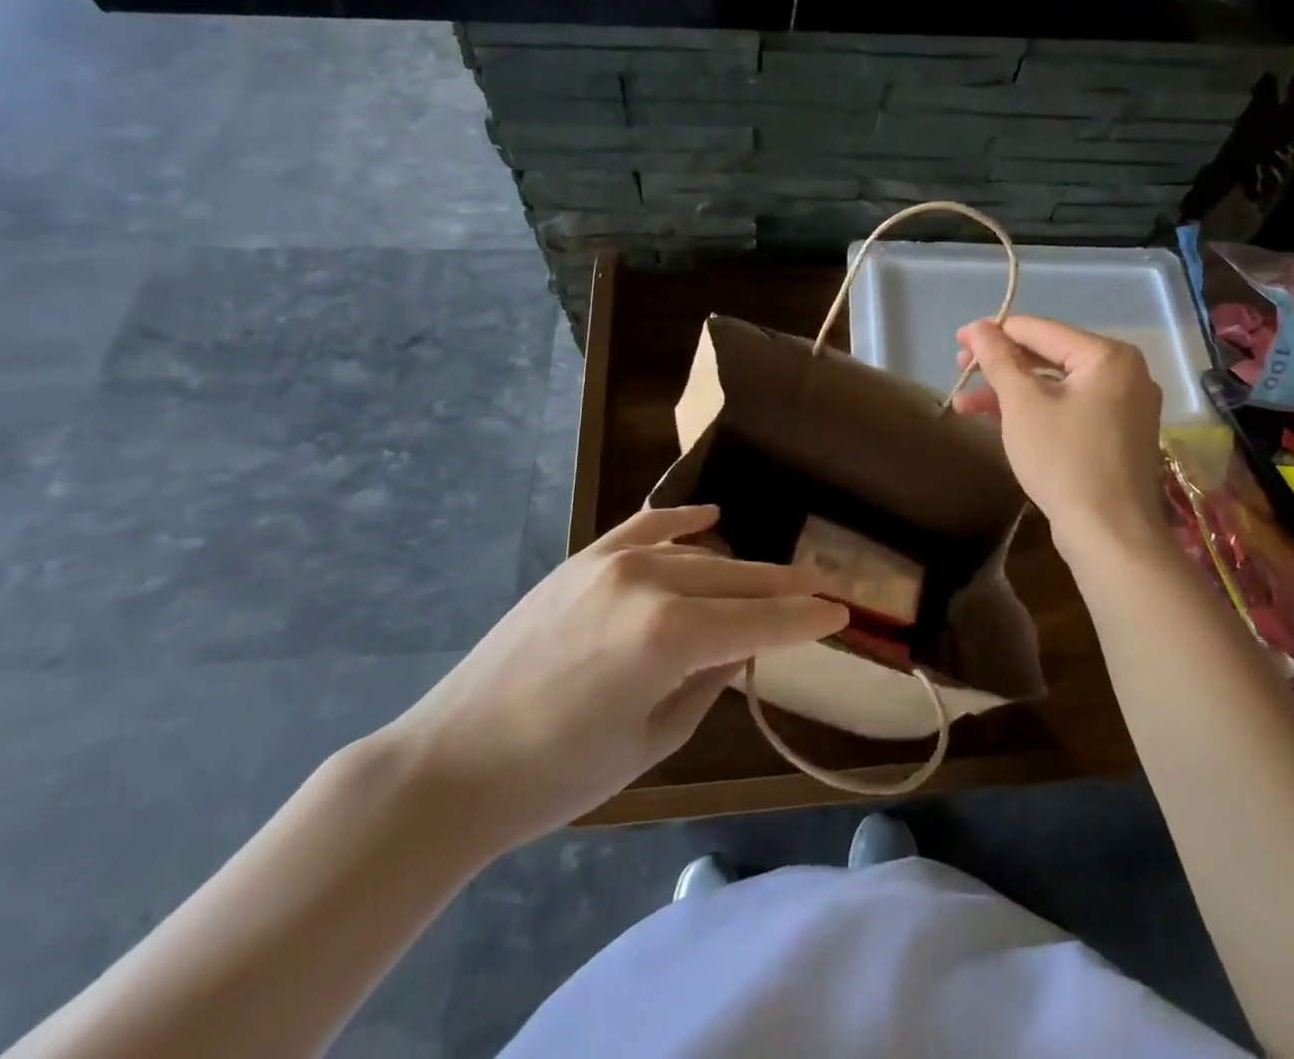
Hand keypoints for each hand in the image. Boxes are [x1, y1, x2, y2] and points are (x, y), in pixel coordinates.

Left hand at [382, 505, 846, 850]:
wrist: (452, 764)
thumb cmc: (559, 775)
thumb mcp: (654, 740)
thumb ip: (708, 682)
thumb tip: (738, 649)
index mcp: (671, 636)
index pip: (761, 621)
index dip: (806, 619)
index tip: (841, 613)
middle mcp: (649, 583)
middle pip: (737, 579)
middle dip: (783, 586)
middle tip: (821, 587)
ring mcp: (611, 564)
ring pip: (698, 555)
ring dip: (739, 567)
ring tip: (772, 576)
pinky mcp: (581, 561)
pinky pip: (644, 529)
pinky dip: (681, 521)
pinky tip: (710, 517)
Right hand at [952, 316, 1165, 559]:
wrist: (1110, 534)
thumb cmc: (1064, 459)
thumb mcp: (1022, 403)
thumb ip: (998, 359)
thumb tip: (978, 327)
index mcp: (1108, 356)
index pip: (1040, 330)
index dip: (994, 333)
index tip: (957, 342)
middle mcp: (1124, 373)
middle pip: (1049, 356)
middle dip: (1000, 366)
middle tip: (959, 370)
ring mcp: (1124, 407)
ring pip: (1055, 386)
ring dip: (1010, 392)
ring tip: (964, 404)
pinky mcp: (1116, 436)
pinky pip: (1068, 409)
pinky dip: (1034, 412)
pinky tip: (997, 421)